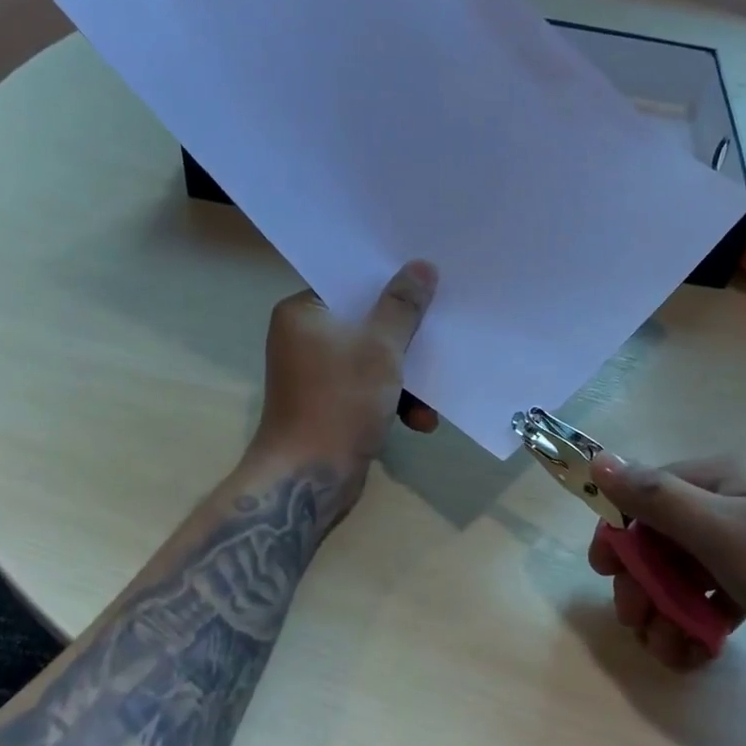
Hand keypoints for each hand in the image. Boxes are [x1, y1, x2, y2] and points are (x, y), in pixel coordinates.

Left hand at [251, 261, 438, 499]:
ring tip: (434, 396)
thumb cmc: (340, 402)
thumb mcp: (380, 348)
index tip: (429, 283)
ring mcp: (318, 374)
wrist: (309, 478)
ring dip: (407, 378)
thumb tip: (420, 266)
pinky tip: (422, 420)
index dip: (391, 283)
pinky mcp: (331, 405)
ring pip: (373, 359)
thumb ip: (402, 306)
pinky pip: (370, 389)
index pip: (351, 284)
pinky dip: (394, 401)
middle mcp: (305, 338)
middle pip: (367, 322)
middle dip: (407, 338)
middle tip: (442, 334)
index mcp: (304, 313)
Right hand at [588, 453, 745, 682]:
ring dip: (671, 610)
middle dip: (646, 584)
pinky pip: (724, 594)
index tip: (603, 576)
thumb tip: (598, 459)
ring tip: (672, 653)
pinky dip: (705, 620)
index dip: (620, 533)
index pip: (649, 495)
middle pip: (668, 538)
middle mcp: (740, 501)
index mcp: (724, 478)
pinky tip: (700, 652)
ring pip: (694, 571)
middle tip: (639, 625)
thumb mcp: (721, 531)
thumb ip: (655, 497)